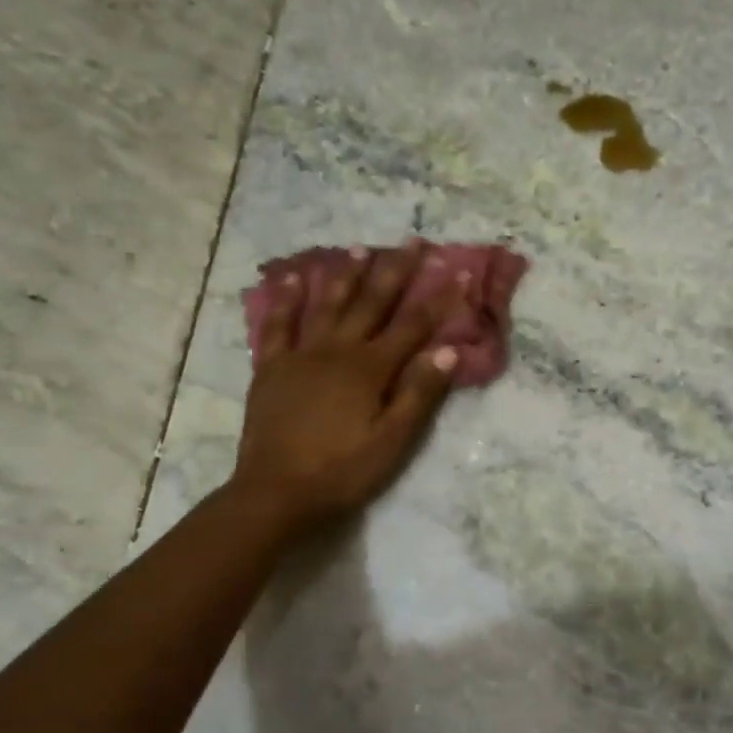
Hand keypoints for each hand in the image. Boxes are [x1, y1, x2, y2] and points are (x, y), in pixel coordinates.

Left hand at [233, 241, 464, 534]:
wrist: (277, 491)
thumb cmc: (343, 471)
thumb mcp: (393, 440)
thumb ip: (420, 393)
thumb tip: (448, 350)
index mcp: (371, 369)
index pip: (413, 326)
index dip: (439, 299)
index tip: (460, 272)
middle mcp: (337, 351)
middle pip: (372, 304)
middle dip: (395, 272)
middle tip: (411, 241)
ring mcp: (301, 355)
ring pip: (328, 305)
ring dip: (346, 275)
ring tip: (361, 249)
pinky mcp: (272, 368)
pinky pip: (280, 325)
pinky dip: (287, 299)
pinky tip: (294, 278)